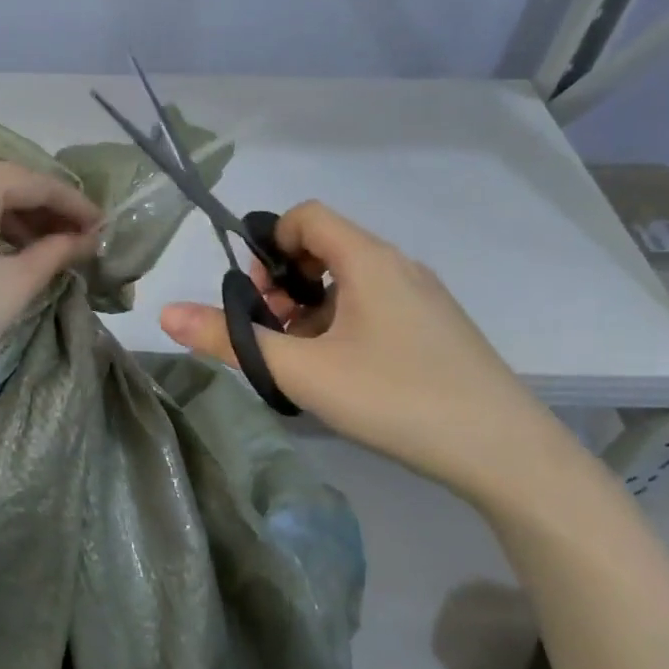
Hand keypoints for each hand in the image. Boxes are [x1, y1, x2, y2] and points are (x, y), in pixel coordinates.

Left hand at [0, 159, 100, 416]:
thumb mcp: (12, 287)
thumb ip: (55, 254)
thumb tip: (85, 239)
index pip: (37, 183)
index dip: (75, 206)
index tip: (102, 229)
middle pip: (0, 185)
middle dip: (40, 213)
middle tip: (71, 242)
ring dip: (4, 221)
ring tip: (32, 252)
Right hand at [159, 201, 580, 514]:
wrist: (503, 452)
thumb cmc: (394, 398)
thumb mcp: (300, 370)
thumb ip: (229, 341)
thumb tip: (165, 313)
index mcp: (369, 260)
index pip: (307, 216)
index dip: (269, 243)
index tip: (254, 294)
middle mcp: (399, 266)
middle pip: (325, 247)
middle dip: (284, 281)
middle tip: (271, 331)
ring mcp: (423, 298)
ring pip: (349, 282)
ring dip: (311, 308)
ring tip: (301, 359)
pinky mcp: (436, 329)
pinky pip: (375, 306)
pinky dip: (342, 324)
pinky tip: (342, 373)